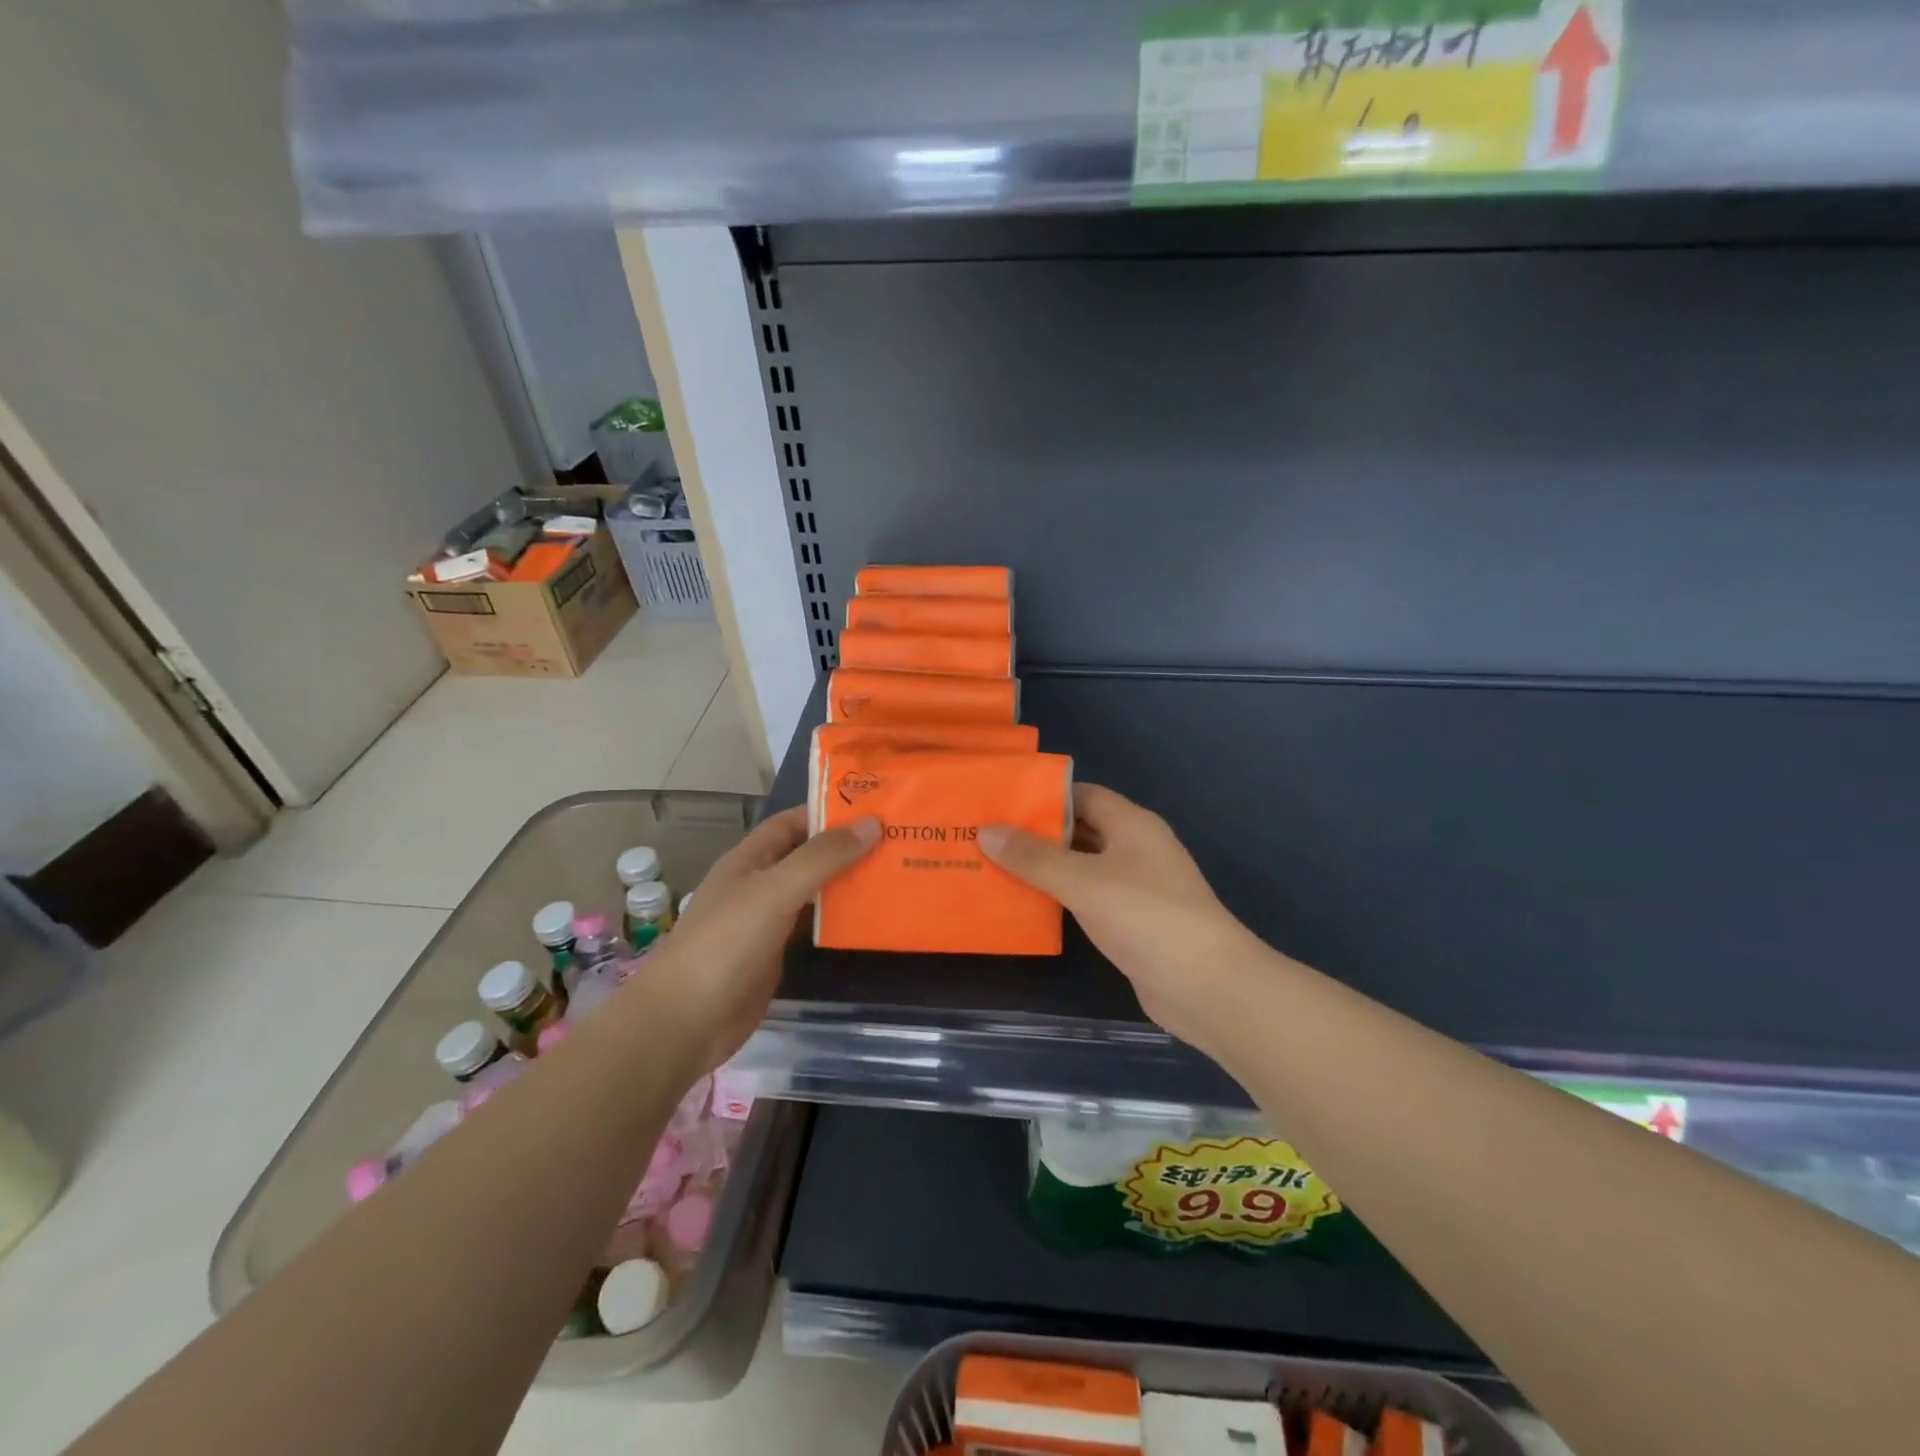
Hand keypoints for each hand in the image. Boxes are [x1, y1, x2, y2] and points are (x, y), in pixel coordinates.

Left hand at [640, 805, 877, 1075]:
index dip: (828, 812)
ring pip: (813, 892)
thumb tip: (872, 823)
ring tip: (894, 873)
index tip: (874, 807)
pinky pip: (813, 926)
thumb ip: (822, 857)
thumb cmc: (726, 943)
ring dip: (847, 883)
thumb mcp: (775, 890)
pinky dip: (839, 919)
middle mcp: (758, 884)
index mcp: (749, 860)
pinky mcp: (776, 955)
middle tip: (897, 841)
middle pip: (807, 856)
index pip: (792, 822)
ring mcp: (767, 921)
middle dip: (846, 847)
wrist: (687, 1021)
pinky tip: (871, 917)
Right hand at [979, 783, 1264, 1053]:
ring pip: (1081, 867)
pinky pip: (1087, 899)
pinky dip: (1059, 898)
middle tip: (986, 836)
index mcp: (1132, 824)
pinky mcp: (1131, 923)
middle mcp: (1135, 849)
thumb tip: (986, 831)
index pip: (1082, 795)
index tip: (1000, 803)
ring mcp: (1136, 888)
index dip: (1043, 796)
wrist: (1207, 987)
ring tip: (993, 867)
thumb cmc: (1146, 917)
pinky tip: (1025, 906)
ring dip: (1045, 868)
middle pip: (1080, 830)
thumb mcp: (1083, 881)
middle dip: (1037, 833)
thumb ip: (1034, 857)